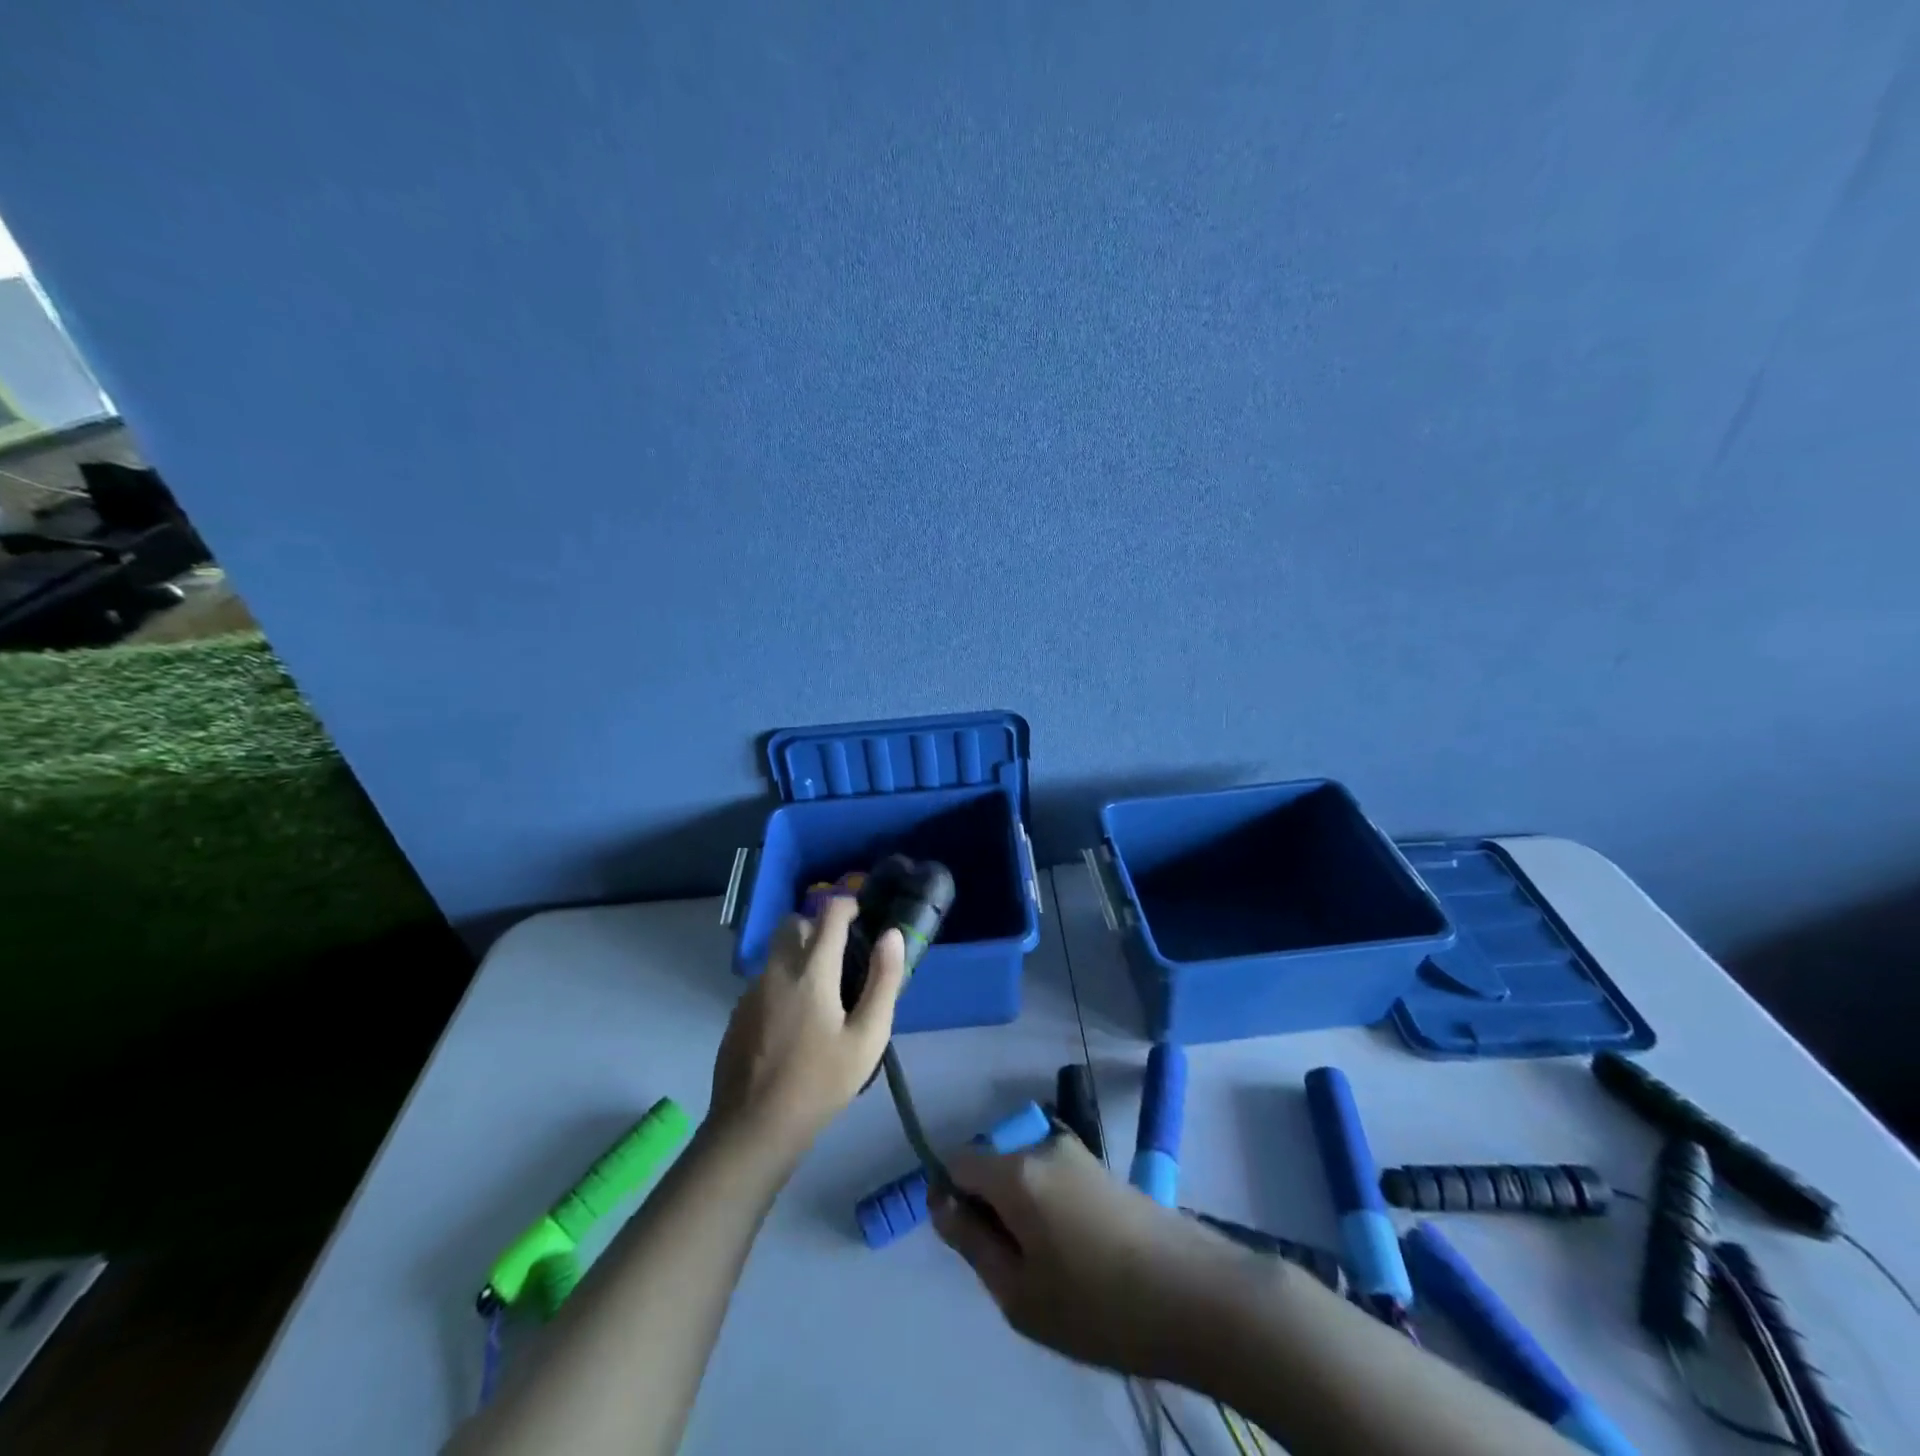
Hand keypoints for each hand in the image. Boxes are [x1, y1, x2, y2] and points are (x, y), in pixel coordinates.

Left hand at [709, 896, 905, 1162]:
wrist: (754, 1127)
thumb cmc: (821, 1083)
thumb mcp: (868, 1037)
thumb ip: (883, 981)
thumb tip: (891, 935)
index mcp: (812, 971)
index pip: (829, 913)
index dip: (847, 905)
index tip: (862, 915)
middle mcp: (777, 969)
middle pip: (793, 923)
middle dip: (817, 925)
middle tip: (840, 951)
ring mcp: (752, 990)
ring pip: (776, 951)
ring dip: (798, 953)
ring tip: (821, 990)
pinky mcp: (738, 1012)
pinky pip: (764, 979)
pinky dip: (783, 981)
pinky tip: (795, 1020)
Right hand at [929, 1131, 1262, 1379]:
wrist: (1195, 1293)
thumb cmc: (1097, 1304)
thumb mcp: (1019, 1293)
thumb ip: (971, 1242)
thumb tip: (941, 1204)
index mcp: (1015, 1171)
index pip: (958, 1161)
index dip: (951, 1198)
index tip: (970, 1244)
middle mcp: (1042, 1146)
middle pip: (993, 1164)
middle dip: (990, 1206)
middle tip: (1015, 1267)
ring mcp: (1077, 1153)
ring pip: (1024, 1173)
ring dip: (1022, 1210)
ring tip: (1052, 1268)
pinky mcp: (1102, 1167)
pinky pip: (1052, 1178)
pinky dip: (1049, 1208)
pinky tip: (1079, 1255)